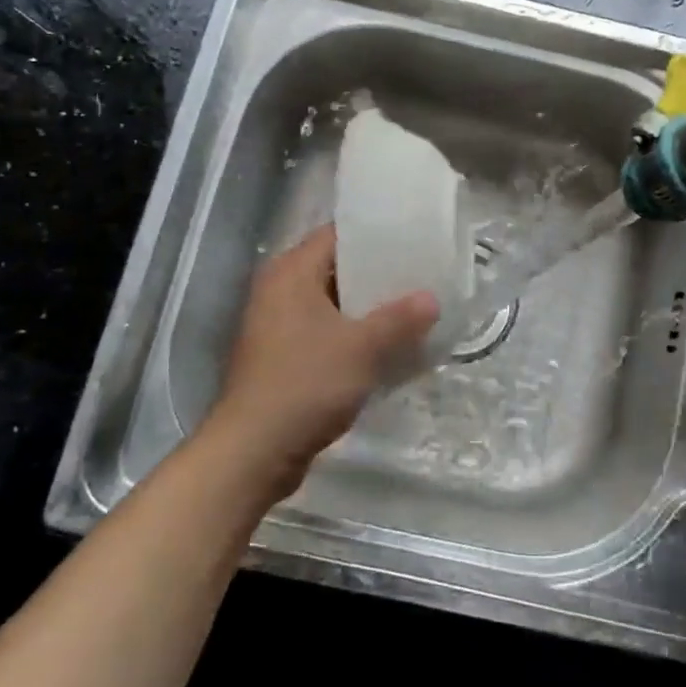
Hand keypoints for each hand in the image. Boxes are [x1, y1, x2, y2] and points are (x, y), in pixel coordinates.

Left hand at [203, 224, 438, 500]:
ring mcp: (278, 326)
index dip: (375, 234)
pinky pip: (326, 332)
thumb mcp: (363, 348)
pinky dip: (353, 335)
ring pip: (332, 304)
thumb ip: (400, 319)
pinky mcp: (282, 357)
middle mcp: (279, 291)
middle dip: (377, 274)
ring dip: (368, 308)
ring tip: (412, 308)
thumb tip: (431, 298)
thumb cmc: (305, 384)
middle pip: (336, 268)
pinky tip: (388, 346)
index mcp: (291, 273)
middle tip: (420, 275)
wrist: (254, 452)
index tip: (413, 239)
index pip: (337, 234)